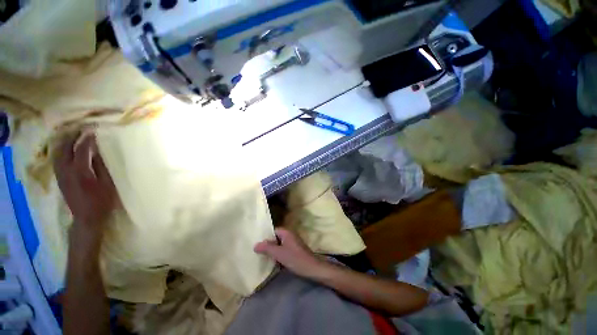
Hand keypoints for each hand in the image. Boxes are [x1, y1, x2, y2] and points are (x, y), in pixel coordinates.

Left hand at [53, 131, 117, 232]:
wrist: (87, 218)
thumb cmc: (103, 201)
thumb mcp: (108, 183)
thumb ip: (101, 166)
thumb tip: (96, 152)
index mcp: (81, 171)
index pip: (82, 149)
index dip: (88, 139)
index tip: (94, 130)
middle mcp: (67, 170)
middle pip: (65, 148)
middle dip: (72, 137)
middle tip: (81, 129)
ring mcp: (61, 175)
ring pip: (58, 153)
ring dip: (64, 143)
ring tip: (72, 136)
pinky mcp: (59, 179)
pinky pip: (57, 160)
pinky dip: (61, 151)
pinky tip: (66, 150)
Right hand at [254, 228, 327, 278]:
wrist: (312, 268)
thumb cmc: (295, 259)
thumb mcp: (279, 254)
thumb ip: (267, 248)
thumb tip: (255, 244)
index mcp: (286, 233)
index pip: (273, 231)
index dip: (265, 236)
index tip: (257, 244)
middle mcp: (290, 235)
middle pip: (276, 238)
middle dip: (268, 244)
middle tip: (257, 252)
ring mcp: (293, 243)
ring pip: (279, 245)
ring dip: (273, 251)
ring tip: (262, 257)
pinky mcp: (295, 251)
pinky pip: (284, 250)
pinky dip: (278, 255)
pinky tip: (273, 262)